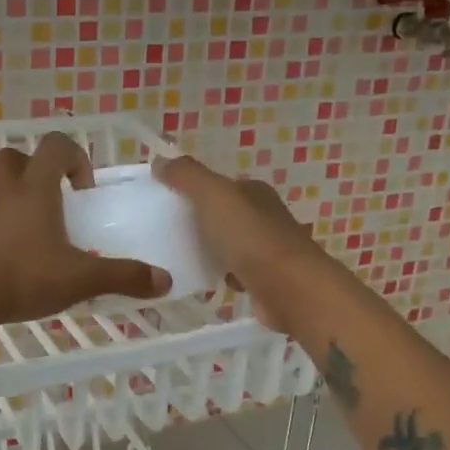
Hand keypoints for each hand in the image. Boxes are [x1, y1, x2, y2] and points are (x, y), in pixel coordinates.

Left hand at [0, 133, 171, 331]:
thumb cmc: (22, 276)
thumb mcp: (80, 279)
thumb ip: (123, 277)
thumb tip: (165, 280)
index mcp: (35, 190)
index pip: (54, 146)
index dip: (75, 157)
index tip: (86, 190)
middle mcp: (7, 195)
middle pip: (14, 158)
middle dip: (39, 169)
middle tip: (60, 199)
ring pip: (3, 192)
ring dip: (25, 202)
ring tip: (49, 237)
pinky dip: (12, 231)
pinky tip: (28, 262)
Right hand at [152, 155, 322, 329]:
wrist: (290, 290)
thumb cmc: (251, 237)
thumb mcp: (214, 196)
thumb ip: (187, 176)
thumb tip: (159, 160)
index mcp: (253, 192)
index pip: (218, 184)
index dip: (191, 189)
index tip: (162, 201)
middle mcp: (262, 216)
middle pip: (221, 214)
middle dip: (196, 221)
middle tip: (162, 231)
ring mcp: (265, 249)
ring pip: (226, 244)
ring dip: (206, 249)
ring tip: (173, 257)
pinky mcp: (263, 280)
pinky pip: (232, 272)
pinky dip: (218, 275)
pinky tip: (199, 281)